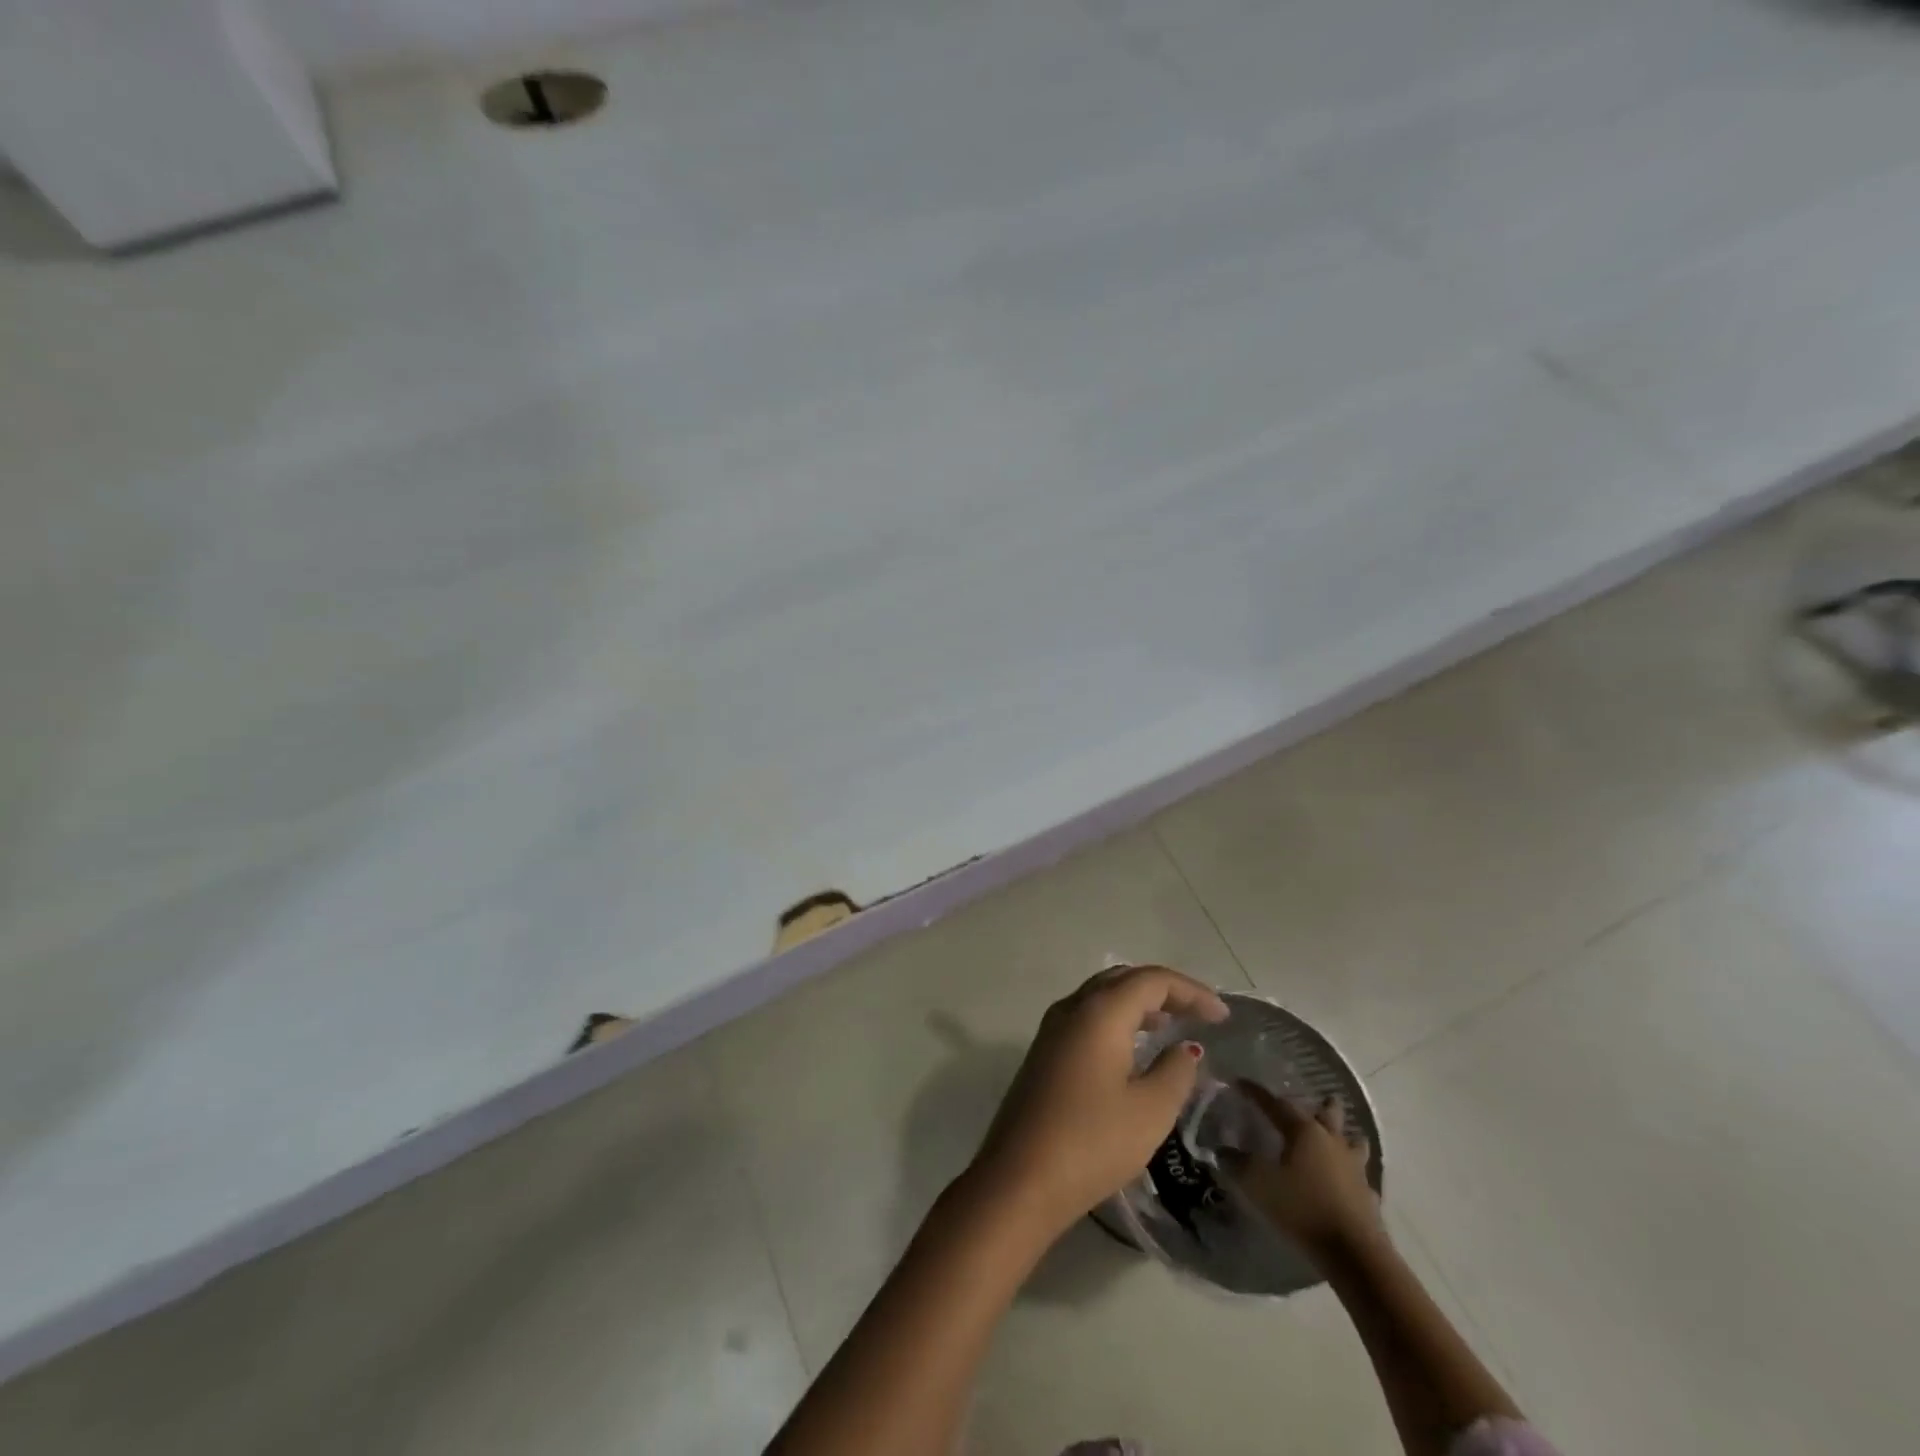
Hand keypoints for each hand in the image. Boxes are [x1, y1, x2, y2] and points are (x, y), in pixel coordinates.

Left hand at [969, 965, 1228, 1238]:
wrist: (1019, 1179)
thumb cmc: (1091, 1142)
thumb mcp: (1149, 1111)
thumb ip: (1175, 1072)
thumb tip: (1185, 1048)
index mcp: (1099, 1012)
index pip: (1151, 980)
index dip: (1191, 992)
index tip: (1223, 1017)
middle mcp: (1072, 1008)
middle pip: (1123, 979)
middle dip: (1164, 991)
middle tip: (1198, 1014)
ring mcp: (1051, 1029)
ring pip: (1101, 996)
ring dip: (1138, 1003)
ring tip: (1170, 1025)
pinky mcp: (1043, 1053)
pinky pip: (1087, 1017)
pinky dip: (1116, 1020)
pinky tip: (1132, 1048)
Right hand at [1227, 1085, 1378, 1255]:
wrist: (1354, 1254)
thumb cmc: (1302, 1208)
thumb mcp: (1258, 1184)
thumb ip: (1237, 1163)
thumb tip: (1221, 1150)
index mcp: (1304, 1131)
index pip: (1277, 1103)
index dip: (1256, 1093)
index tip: (1240, 1083)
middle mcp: (1332, 1142)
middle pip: (1329, 1113)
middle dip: (1321, 1105)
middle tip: (1313, 1101)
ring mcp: (1355, 1168)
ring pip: (1353, 1141)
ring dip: (1344, 1136)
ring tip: (1335, 1137)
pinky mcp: (1368, 1196)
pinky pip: (1361, 1176)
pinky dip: (1352, 1173)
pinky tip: (1346, 1181)